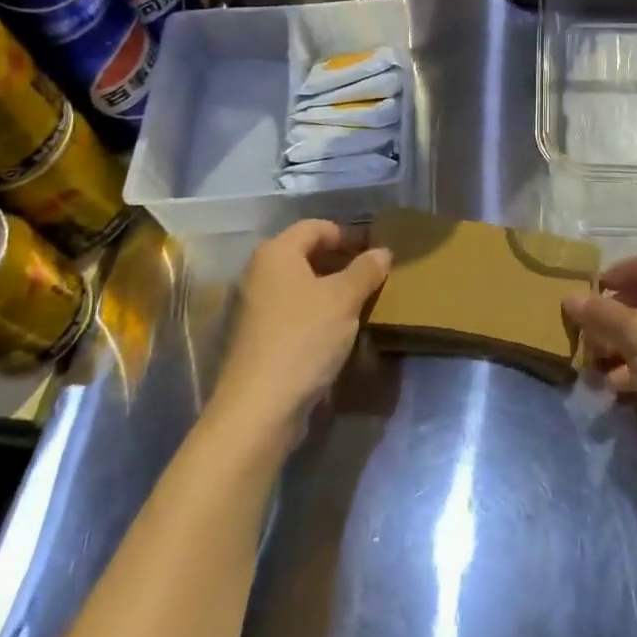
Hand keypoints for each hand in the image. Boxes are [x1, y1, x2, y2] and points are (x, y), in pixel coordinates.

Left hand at [210, 220, 389, 447]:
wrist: (259, 409)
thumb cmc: (303, 338)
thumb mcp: (344, 299)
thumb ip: (365, 270)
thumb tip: (382, 251)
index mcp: (276, 253)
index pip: (315, 227)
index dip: (347, 233)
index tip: (374, 250)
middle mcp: (259, 273)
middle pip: (306, 254)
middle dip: (340, 261)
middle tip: (372, 275)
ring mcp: (254, 307)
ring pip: (300, 285)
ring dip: (330, 289)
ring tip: (361, 301)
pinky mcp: (257, 338)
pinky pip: (293, 311)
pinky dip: (316, 312)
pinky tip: (338, 329)